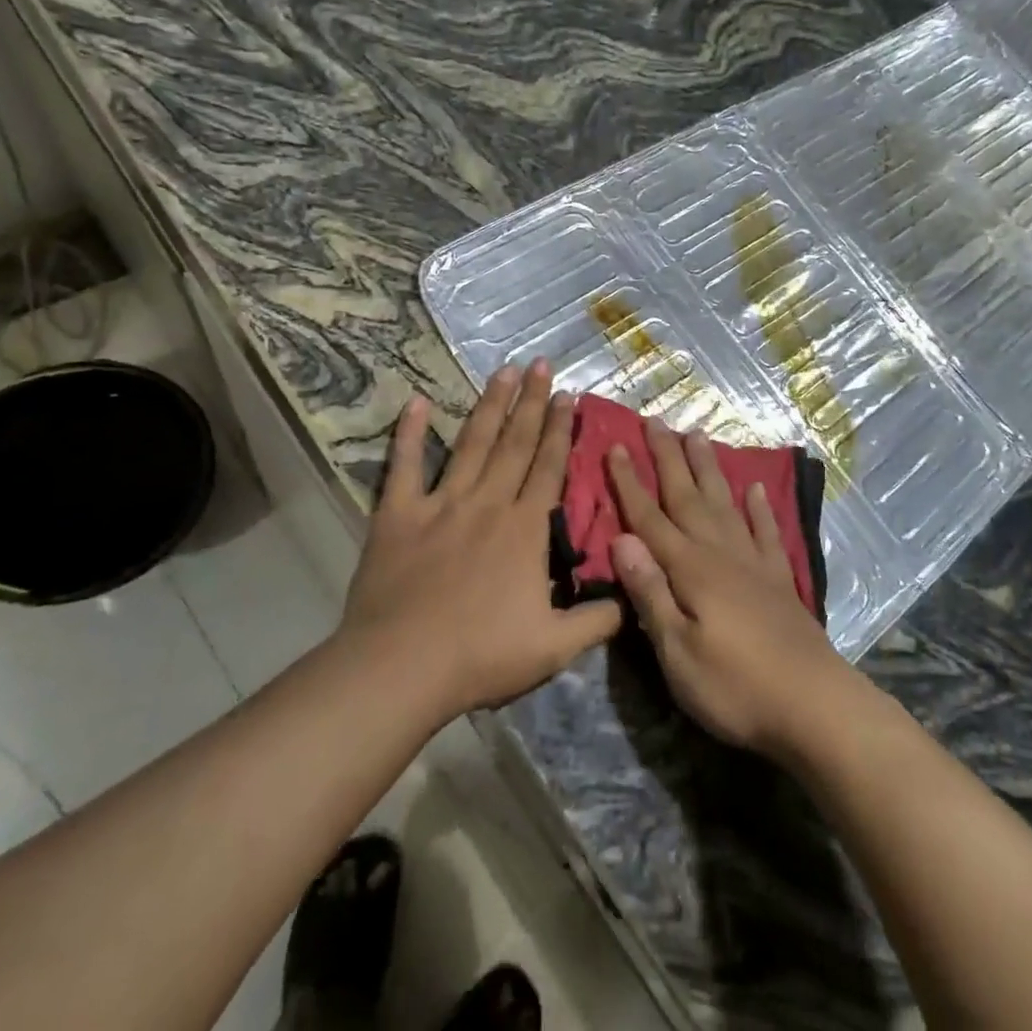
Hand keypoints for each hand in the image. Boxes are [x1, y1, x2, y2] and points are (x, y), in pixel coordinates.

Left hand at [342, 360, 621, 722]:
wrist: (402, 668)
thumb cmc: (481, 656)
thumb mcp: (555, 647)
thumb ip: (598, 620)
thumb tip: (633, 598)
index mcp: (525, 528)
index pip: (549, 466)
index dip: (560, 428)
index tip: (568, 394)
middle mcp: (488, 502)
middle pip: (515, 442)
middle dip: (531, 401)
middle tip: (540, 364)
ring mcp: (441, 503)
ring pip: (471, 443)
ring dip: (489, 405)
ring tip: (503, 371)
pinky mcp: (398, 515)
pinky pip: (404, 465)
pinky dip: (409, 433)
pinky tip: (415, 401)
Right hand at [607, 421, 853, 761]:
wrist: (814, 705)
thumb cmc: (735, 687)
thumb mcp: (678, 652)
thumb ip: (650, 593)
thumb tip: (622, 539)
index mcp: (691, 570)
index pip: (650, 518)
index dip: (630, 483)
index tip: (616, 446)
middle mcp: (721, 553)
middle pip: (688, 497)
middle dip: (669, 458)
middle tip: (656, 421)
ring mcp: (754, 563)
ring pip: (724, 503)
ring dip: (709, 469)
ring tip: (699, 435)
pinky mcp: (780, 579)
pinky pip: (767, 531)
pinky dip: (759, 508)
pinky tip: (756, 488)